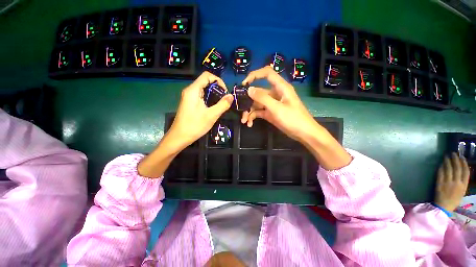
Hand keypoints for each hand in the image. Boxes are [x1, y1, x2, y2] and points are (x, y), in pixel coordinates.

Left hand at [138, 72, 232, 177]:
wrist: (179, 137)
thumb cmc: (194, 125)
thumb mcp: (211, 115)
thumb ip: (222, 105)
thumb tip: (231, 96)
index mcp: (193, 90)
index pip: (207, 76)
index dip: (218, 81)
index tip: (225, 92)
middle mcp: (190, 91)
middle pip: (206, 82)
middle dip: (217, 88)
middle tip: (224, 99)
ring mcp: (189, 97)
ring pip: (204, 89)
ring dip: (214, 94)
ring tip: (221, 104)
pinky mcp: (190, 103)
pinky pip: (201, 96)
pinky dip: (209, 99)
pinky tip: (213, 108)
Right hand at [241, 66, 320, 141]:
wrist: (303, 133)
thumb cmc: (293, 119)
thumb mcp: (277, 108)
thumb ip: (262, 98)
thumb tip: (249, 89)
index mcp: (280, 87)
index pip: (267, 73)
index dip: (255, 75)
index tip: (244, 84)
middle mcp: (275, 94)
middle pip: (258, 92)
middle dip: (248, 101)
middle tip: (240, 109)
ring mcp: (272, 104)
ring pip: (257, 103)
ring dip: (249, 112)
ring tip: (244, 121)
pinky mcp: (270, 113)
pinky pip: (259, 112)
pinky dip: (253, 117)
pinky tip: (250, 124)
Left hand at [434, 153, 469, 211]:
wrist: (443, 207)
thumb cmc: (453, 200)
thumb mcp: (462, 192)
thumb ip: (462, 182)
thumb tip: (461, 172)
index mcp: (464, 185)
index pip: (465, 171)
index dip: (464, 163)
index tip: (462, 157)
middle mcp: (457, 183)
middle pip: (457, 168)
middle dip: (455, 159)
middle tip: (453, 153)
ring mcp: (448, 183)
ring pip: (449, 169)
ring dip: (447, 161)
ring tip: (446, 156)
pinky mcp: (440, 183)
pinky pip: (441, 173)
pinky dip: (441, 167)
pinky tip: (441, 164)